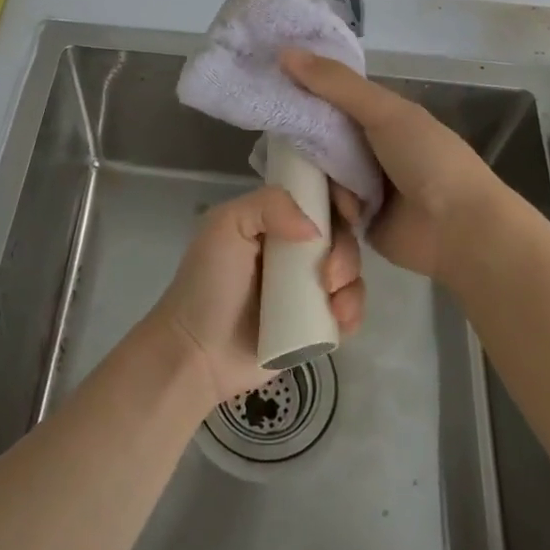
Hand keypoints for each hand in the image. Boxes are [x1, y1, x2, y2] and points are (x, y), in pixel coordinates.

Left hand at [145, 183, 364, 406]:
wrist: (197, 352)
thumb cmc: (207, 283)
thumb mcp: (226, 225)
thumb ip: (269, 205)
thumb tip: (316, 230)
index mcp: (274, 220)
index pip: (318, 198)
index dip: (339, 198)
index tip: (347, 211)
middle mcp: (295, 249)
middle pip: (341, 235)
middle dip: (346, 250)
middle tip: (328, 274)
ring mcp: (307, 287)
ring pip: (350, 271)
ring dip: (352, 282)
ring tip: (332, 301)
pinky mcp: (315, 323)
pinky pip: (349, 309)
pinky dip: (353, 310)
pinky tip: (340, 318)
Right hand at [280, 48, 535, 289]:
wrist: (459, 229)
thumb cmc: (428, 160)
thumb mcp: (384, 112)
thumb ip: (336, 85)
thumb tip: (284, 52)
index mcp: (379, 116)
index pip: (328, 97)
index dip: (300, 91)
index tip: (265, 89)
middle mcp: (367, 147)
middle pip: (318, 139)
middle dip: (302, 145)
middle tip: (278, 147)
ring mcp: (361, 186)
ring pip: (317, 175)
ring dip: (317, 183)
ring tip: (315, 188)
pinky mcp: (355, 222)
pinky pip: (324, 209)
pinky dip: (322, 210)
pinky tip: (318, 212)